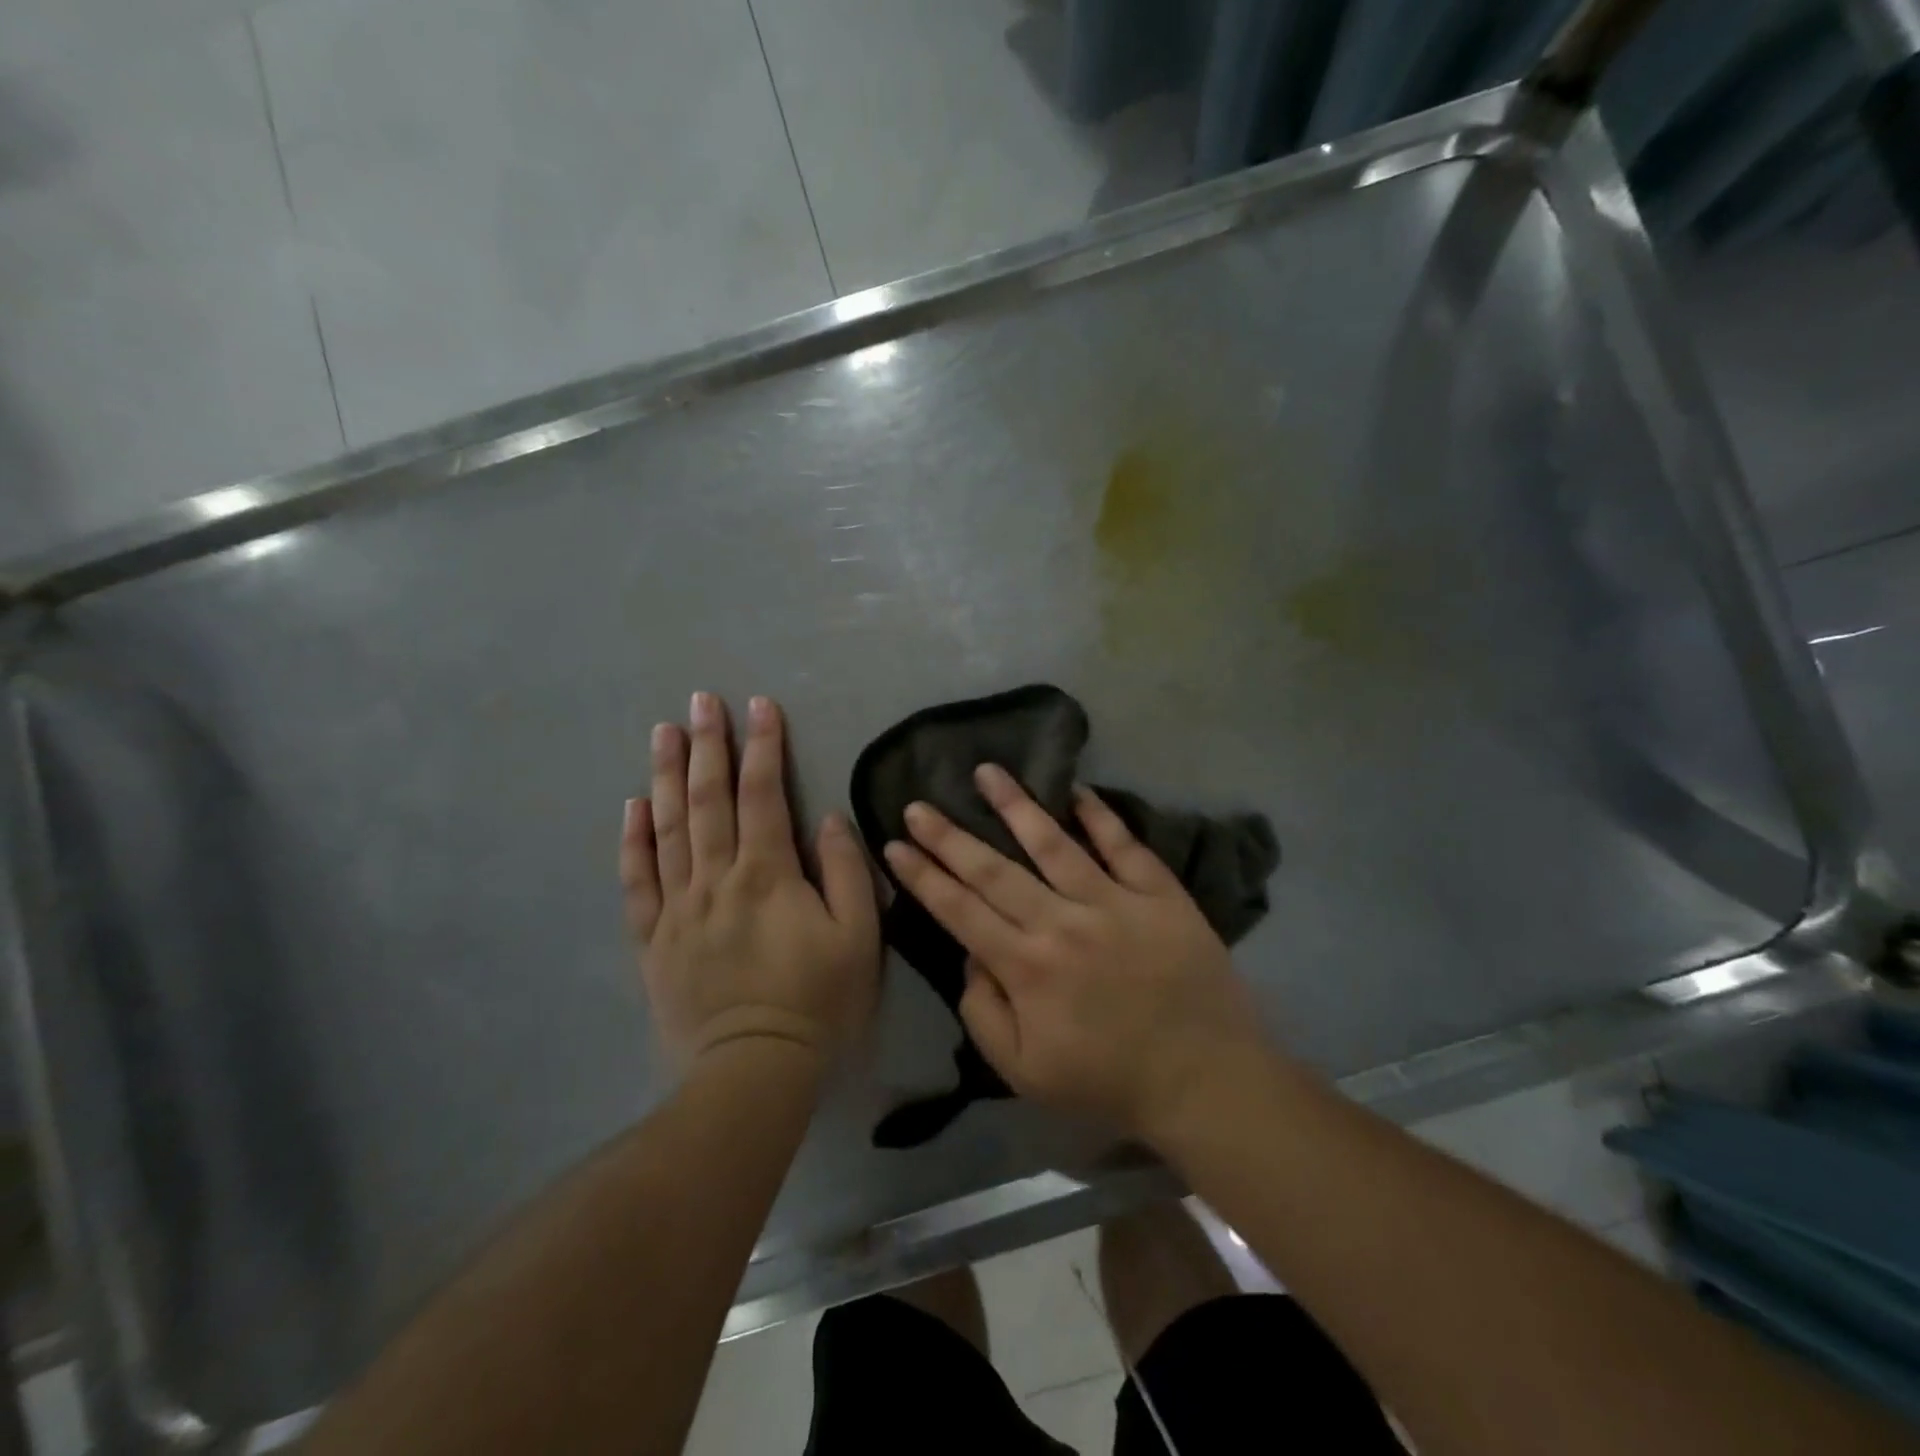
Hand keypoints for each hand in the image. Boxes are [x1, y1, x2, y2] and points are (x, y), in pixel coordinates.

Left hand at [622, 692, 880, 1076]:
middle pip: (707, 800)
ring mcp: (678, 908)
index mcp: (767, 875)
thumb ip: (844, 872)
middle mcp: (715, 879)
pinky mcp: (654, 940)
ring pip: (666, 830)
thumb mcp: (857, 938)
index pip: (763, 795)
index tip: (760, 706)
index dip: (763, 746)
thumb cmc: (817, 1002)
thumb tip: (827, 818)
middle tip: (701, 701)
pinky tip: (630, 808)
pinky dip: (632, 841)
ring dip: (664, 777)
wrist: (753, 1072)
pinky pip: (638, 882)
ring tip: (662, 732)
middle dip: (707, 745)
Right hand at [881, 764, 1270, 1143]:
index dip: (923, 876)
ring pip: (1053, 843)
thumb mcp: (1024, 1072)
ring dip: (1015, 805)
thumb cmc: (1108, 1079)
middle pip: (994, 870)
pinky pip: (1124, 845)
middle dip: (949, 836)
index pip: (960, 910)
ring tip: (987, 771)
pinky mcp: (1159, 893)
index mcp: (1026, 967)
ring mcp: (1113, 901)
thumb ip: (984, 1013)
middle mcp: (1062, 922)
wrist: (1205, 1078)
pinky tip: (1076, 790)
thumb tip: (972, 957)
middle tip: (918, 804)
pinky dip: (1099, 815)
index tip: (894, 845)